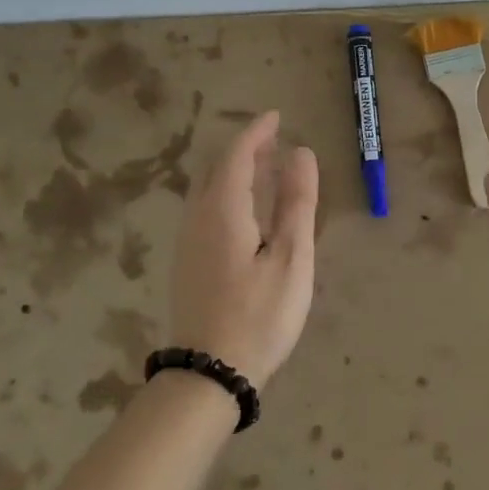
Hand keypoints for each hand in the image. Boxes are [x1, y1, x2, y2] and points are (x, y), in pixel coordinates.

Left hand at [167, 110, 317, 389]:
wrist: (209, 372)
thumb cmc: (259, 315)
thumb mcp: (290, 258)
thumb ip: (296, 203)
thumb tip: (301, 153)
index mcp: (223, 211)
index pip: (237, 155)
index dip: (257, 132)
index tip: (277, 116)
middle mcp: (198, 219)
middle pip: (217, 169)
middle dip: (244, 149)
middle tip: (273, 141)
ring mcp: (188, 243)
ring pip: (208, 191)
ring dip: (235, 172)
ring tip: (264, 170)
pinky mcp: (188, 264)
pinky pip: (206, 210)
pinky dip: (227, 195)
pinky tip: (246, 212)